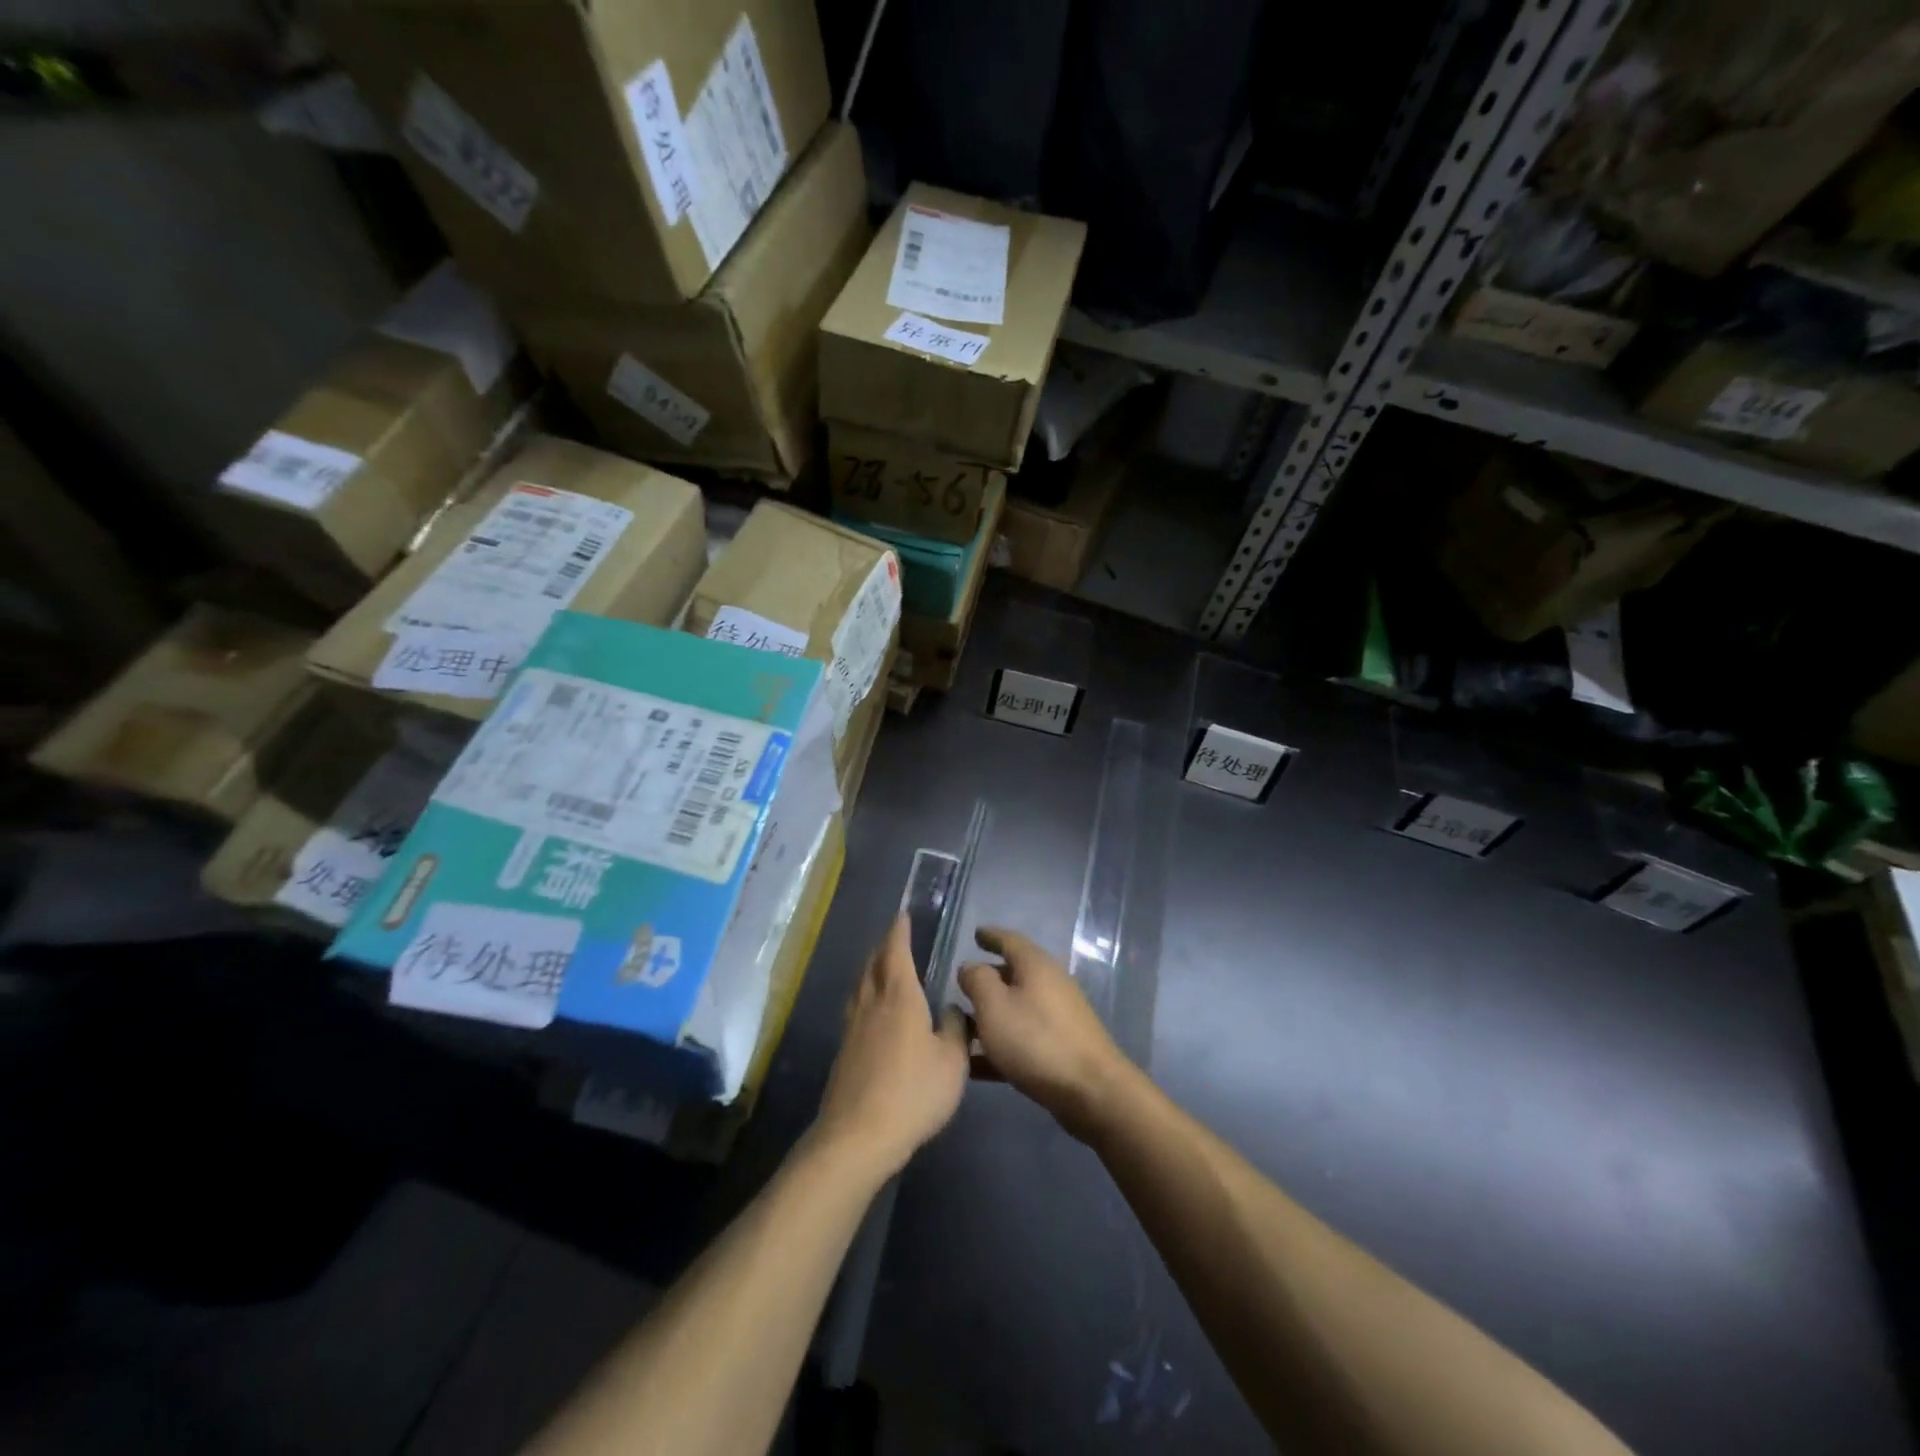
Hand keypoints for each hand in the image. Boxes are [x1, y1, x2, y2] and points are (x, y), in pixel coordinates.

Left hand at [812, 916, 969, 1178]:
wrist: (858, 1135)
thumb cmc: (913, 1092)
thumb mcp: (952, 1062)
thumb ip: (956, 1030)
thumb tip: (952, 1009)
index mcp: (899, 998)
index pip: (896, 952)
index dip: (899, 932)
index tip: (902, 915)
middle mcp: (871, 1004)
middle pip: (873, 965)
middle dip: (883, 948)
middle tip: (894, 938)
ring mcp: (852, 1029)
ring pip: (860, 987)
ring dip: (870, 971)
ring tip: (881, 968)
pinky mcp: (843, 1053)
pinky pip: (855, 1009)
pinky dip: (865, 997)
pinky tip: (872, 1012)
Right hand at [958, 927, 1134, 1143]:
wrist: (1092, 1091)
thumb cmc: (1036, 1040)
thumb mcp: (994, 1006)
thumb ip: (977, 980)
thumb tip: (970, 966)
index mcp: (1036, 965)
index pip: (1010, 940)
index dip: (990, 935)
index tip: (976, 933)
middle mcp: (1051, 984)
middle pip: (1015, 973)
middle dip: (989, 977)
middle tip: (964, 985)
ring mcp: (1060, 1016)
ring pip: (1018, 1007)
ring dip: (992, 1014)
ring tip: (963, 1026)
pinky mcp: (1062, 1046)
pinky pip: (1024, 1036)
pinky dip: (1002, 1043)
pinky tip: (977, 1065)